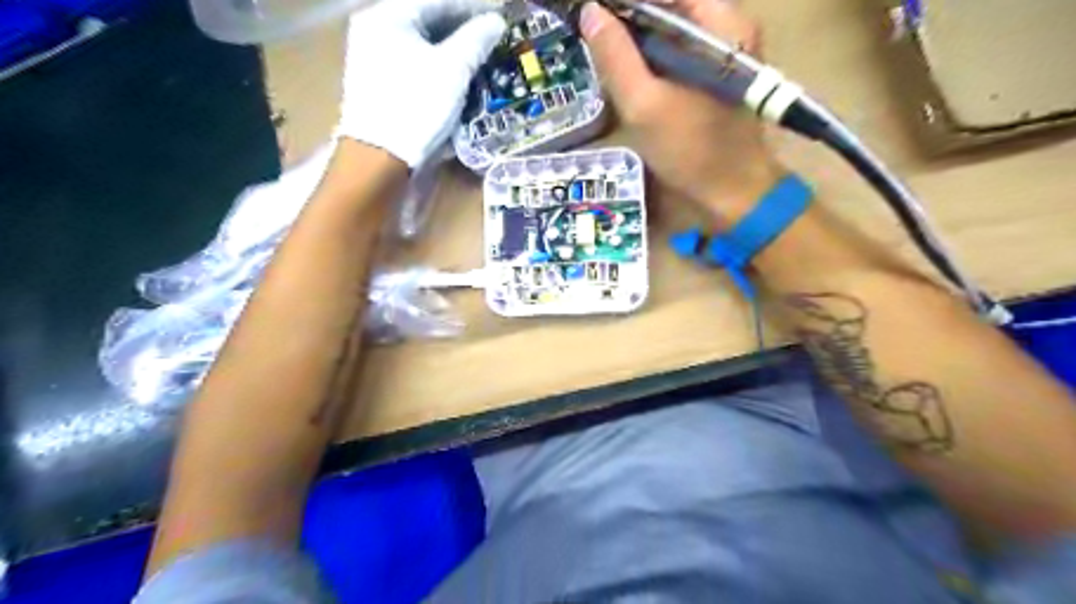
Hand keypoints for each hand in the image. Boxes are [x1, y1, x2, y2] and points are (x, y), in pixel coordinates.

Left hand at [337, 1, 507, 166]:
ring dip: (450, 45)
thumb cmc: (417, 105)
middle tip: (491, 33)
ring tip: (478, 52)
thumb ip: (476, 40)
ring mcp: (371, 56)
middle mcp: (374, 29)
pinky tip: (454, 71)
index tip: (500, 12)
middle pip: (425, 18)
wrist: (381, 156)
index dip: (471, 7)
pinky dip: (435, 62)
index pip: (437, 0)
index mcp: (387, 16)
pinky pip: (411, 60)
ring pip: (419, 41)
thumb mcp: (453, 70)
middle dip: (460, 26)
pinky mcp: (376, 81)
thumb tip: (496, 21)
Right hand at [580, 0, 781, 222]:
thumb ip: (615, 57)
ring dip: (638, 38)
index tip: (594, 13)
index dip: (627, 3)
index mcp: (720, 23)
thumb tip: (590, 12)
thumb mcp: (644, 105)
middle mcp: (728, 26)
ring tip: (606, 54)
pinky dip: (652, 57)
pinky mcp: (716, 73)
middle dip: (629, 18)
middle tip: (595, 36)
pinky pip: (678, 50)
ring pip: (672, 27)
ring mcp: (724, 50)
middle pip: (670, 5)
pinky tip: (630, 75)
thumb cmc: (690, 151)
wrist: (731, 193)